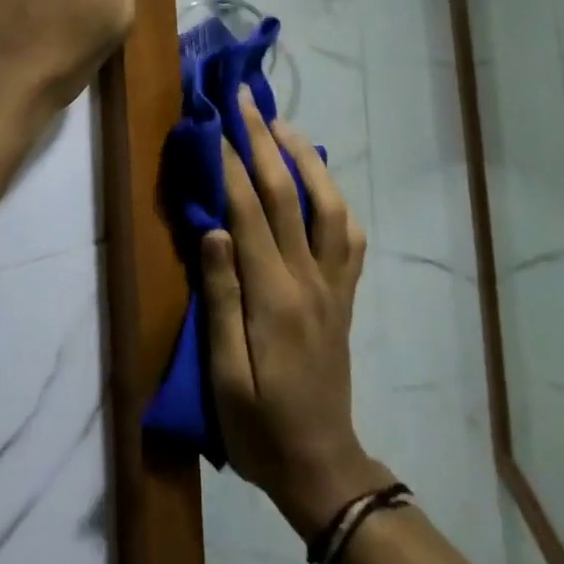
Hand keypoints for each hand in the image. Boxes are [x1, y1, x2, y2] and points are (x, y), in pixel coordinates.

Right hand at [200, 91, 392, 537]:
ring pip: (328, 204)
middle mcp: (310, 279)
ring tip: (283, 124)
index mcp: (274, 297)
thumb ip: (221, 297)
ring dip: (305, 157)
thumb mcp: (224, 375)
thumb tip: (214, 229)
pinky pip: (350, 236)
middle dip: (264, 139)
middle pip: (287, 194)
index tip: (214, 121)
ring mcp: (334, 284)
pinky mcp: (345, 294)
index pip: (248, 212)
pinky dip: (336, 198)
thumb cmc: (259, 424)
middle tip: (246, 97)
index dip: (230, 163)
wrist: (321, 465)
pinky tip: (320, 180)